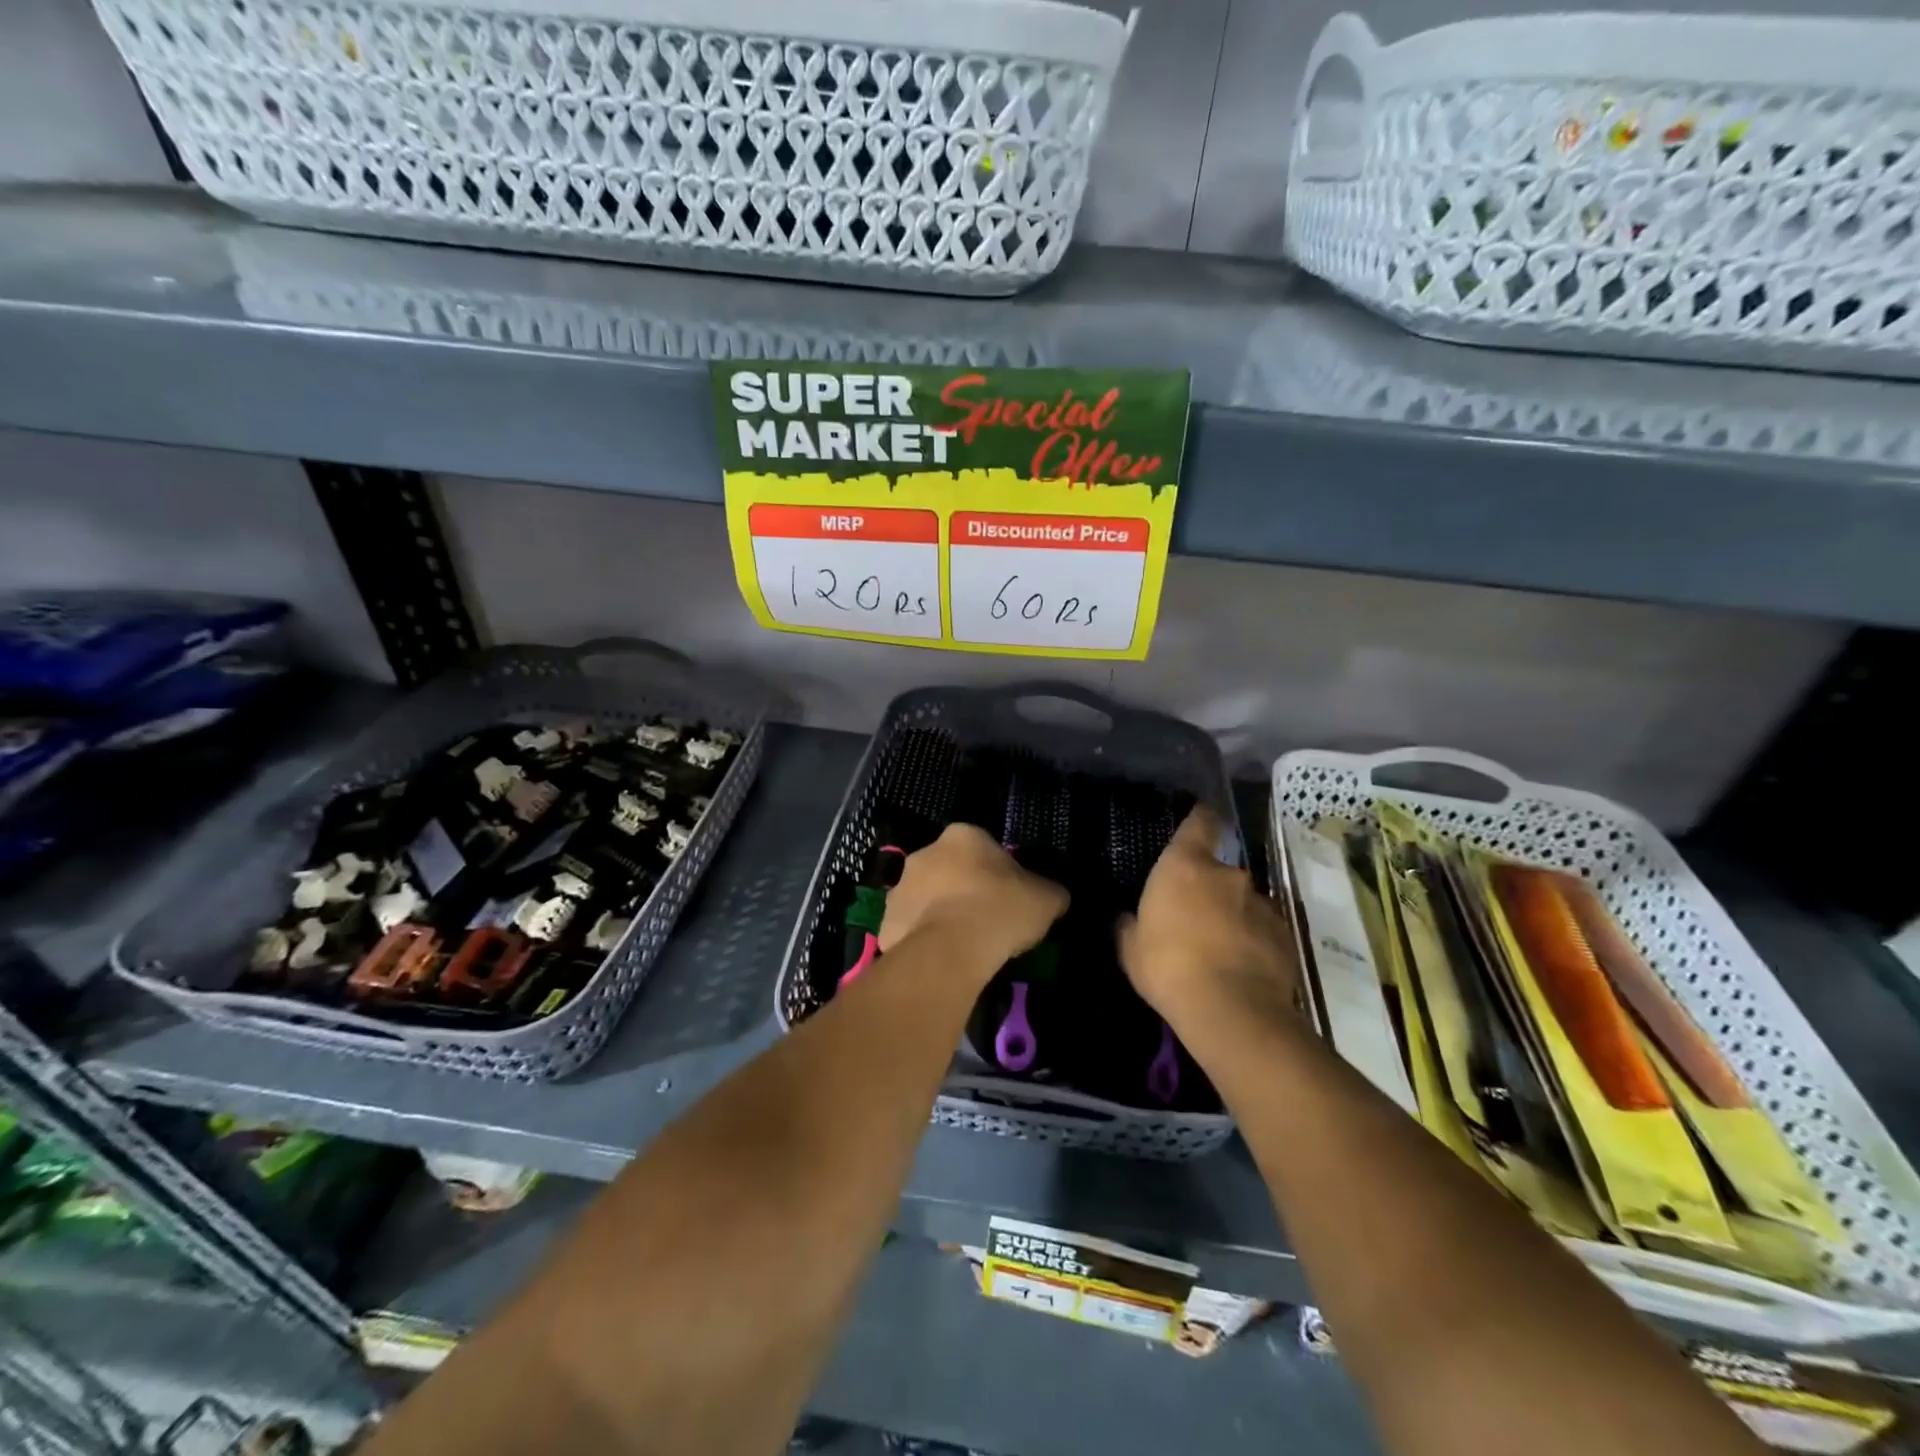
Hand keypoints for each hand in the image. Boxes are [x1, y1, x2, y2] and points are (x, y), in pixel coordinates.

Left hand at [879, 824, 1067, 975]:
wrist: (951, 949)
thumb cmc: (1001, 910)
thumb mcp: (1046, 899)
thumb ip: (1049, 892)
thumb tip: (1054, 896)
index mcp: (963, 836)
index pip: (983, 848)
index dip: (998, 873)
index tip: (1008, 898)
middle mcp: (925, 852)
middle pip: (949, 870)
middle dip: (963, 890)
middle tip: (985, 921)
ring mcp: (900, 887)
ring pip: (925, 899)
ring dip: (940, 914)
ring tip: (963, 946)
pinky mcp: (886, 922)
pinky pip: (910, 929)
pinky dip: (923, 941)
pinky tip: (942, 960)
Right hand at [1119, 806, 1302, 1031]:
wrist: (1232, 1011)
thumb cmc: (1168, 967)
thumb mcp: (1130, 948)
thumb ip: (1128, 925)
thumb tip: (1125, 917)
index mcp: (1185, 866)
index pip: (1199, 823)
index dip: (1199, 818)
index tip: (1198, 819)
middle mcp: (1228, 875)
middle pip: (1219, 870)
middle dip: (1208, 887)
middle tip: (1192, 915)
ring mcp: (1262, 904)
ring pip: (1243, 901)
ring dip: (1231, 915)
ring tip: (1218, 947)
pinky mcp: (1285, 935)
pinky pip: (1262, 929)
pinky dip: (1252, 941)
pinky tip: (1240, 967)